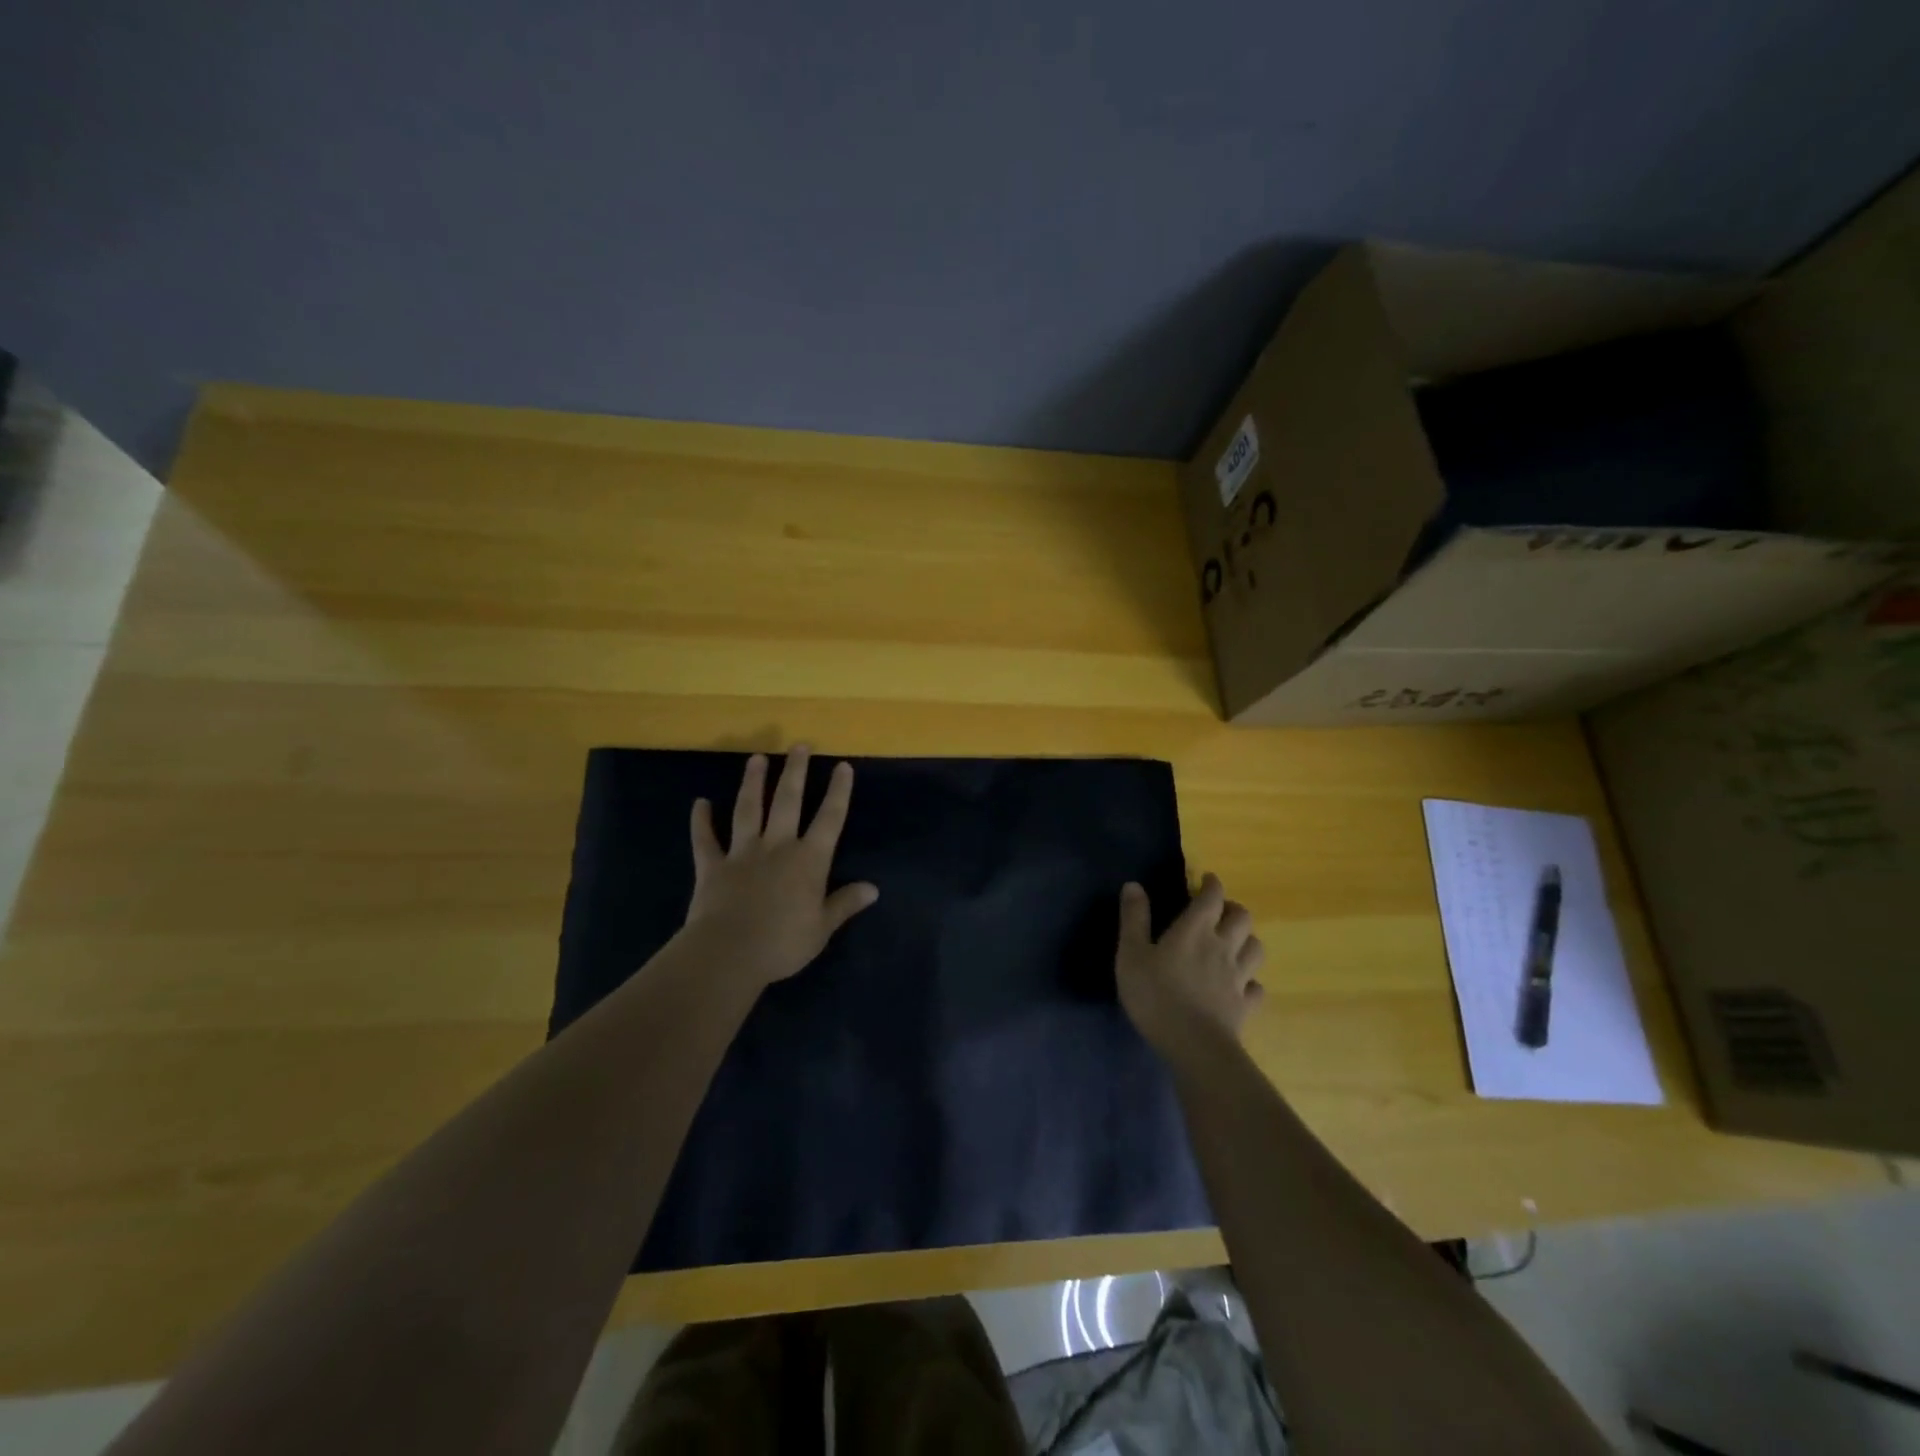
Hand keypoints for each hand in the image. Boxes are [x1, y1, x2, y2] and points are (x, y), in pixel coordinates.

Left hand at [682, 746, 878, 990]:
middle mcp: (777, 847)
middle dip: (796, 772)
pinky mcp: (712, 867)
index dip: (838, 792)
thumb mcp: (822, 928)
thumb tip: (873, 888)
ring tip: (756, 758)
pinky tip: (699, 803)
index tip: (843, 766)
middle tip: (799, 745)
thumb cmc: (782, 943)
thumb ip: (844, 904)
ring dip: (753, 783)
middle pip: (788, 802)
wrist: (728, 953)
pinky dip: (701, 821)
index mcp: (809, 861)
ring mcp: (742, 853)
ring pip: (748, 810)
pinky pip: (705, 840)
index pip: (830, 819)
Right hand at [1115, 874, 1264, 1066]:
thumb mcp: (1132, 954)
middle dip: (1233, 909)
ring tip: (1234, 943)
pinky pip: (1257, 988)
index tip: (1207, 879)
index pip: (1212, 897)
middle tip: (1219, 911)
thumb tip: (1134, 885)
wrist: (1193, 1045)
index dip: (1212, 884)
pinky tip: (1240, 985)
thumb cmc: (1156, 995)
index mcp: (1195, 930)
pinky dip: (1251, 982)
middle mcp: (1222, 947)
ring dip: (1246, 940)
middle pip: (1242, 918)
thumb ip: (1134, 918)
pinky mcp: (1244, 1005)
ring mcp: (1238, 977)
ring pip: (1255, 948)